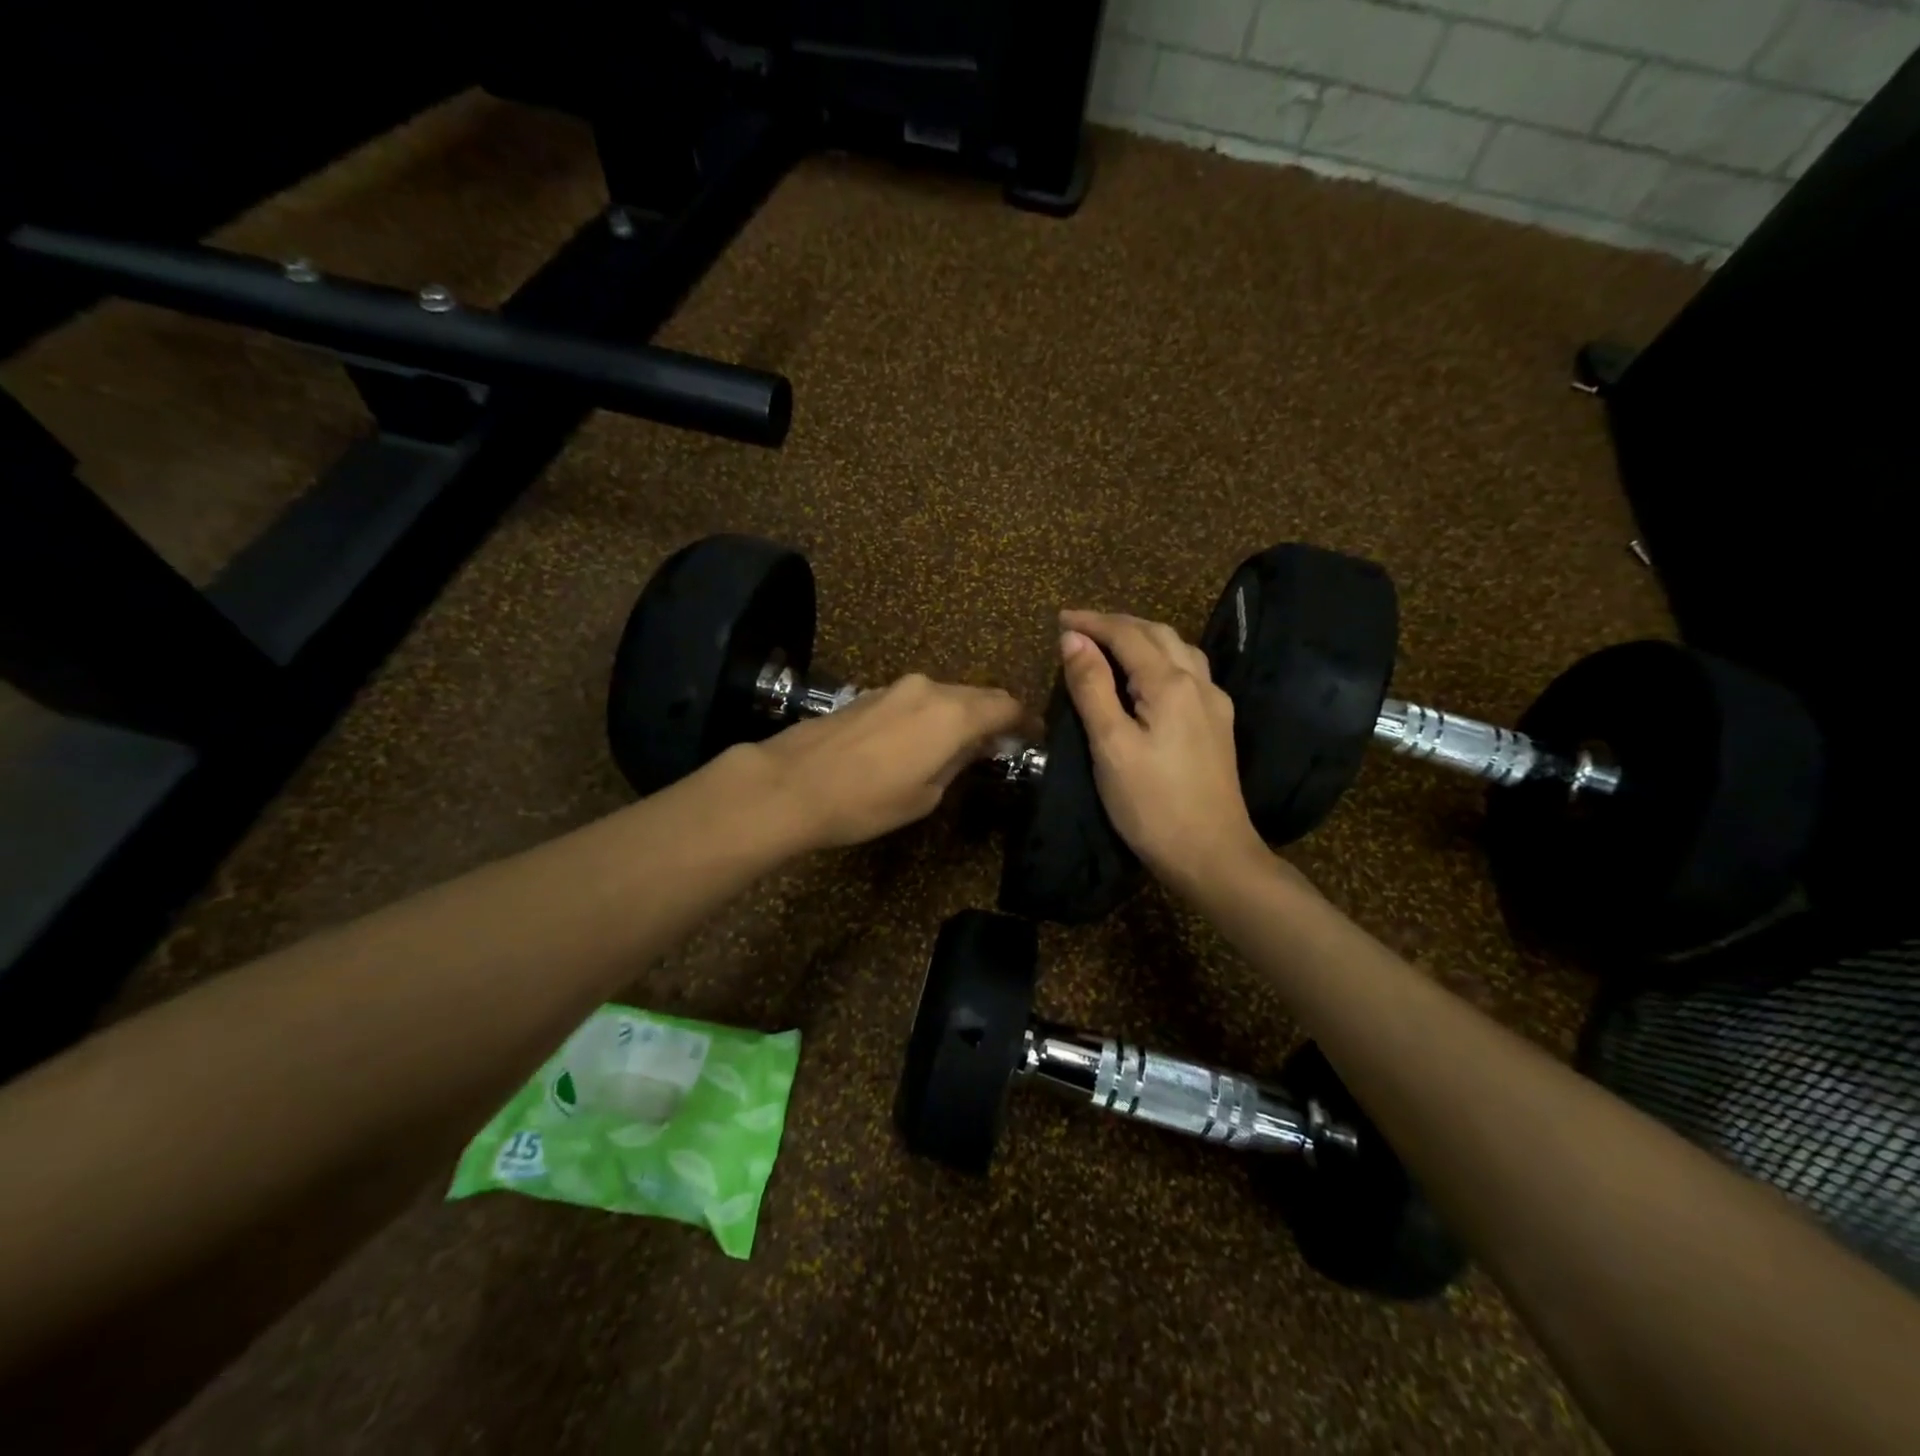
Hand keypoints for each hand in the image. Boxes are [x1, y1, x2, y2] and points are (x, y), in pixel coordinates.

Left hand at [740, 674, 1024, 850]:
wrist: (792, 784)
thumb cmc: (867, 801)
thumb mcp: (925, 795)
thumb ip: (957, 762)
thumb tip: (974, 746)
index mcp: (953, 714)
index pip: (1005, 705)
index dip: (1025, 720)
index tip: (1035, 735)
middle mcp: (929, 689)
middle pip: (977, 694)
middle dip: (994, 715)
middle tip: (1003, 741)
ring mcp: (895, 687)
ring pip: (944, 695)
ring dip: (960, 713)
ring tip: (962, 743)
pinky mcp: (869, 693)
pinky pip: (916, 699)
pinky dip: (931, 714)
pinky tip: (921, 739)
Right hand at [1057, 610, 1268, 892]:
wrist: (1212, 854)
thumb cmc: (1152, 804)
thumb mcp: (1110, 745)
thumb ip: (1092, 687)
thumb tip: (1073, 639)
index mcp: (1170, 684)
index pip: (1127, 635)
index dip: (1092, 622)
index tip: (1059, 619)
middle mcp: (1198, 682)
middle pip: (1157, 633)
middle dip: (1117, 624)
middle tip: (1080, 628)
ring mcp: (1214, 703)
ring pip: (1178, 649)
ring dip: (1142, 636)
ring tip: (1110, 643)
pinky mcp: (1218, 724)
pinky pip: (1189, 671)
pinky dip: (1161, 657)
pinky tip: (1150, 674)